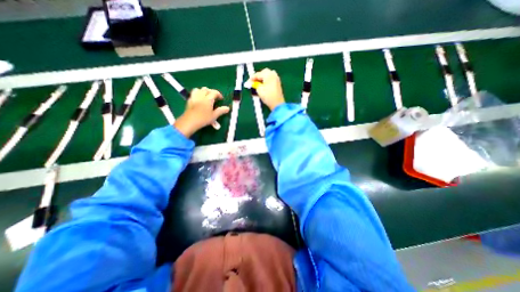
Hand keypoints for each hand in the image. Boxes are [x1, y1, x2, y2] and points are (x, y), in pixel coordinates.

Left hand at [173, 86, 227, 137]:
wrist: (190, 121)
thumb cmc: (203, 119)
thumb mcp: (214, 116)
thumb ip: (221, 111)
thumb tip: (228, 108)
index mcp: (208, 99)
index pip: (214, 92)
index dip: (219, 94)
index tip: (221, 99)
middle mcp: (201, 96)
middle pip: (206, 89)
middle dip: (211, 92)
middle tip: (214, 98)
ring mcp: (194, 97)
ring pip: (199, 89)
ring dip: (203, 91)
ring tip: (206, 96)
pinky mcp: (189, 100)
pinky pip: (193, 93)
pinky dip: (197, 94)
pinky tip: (199, 99)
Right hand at [248, 69, 283, 109]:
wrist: (277, 104)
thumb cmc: (268, 96)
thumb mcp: (259, 89)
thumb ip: (254, 84)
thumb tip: (251, 82)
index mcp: (269, 74)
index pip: (258, 74)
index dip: (252, 78)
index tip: (248, 81)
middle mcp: (274, 75)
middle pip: (264, 73)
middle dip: (258, 77)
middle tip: (253, 82)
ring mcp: (277, 79)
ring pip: (268, 76)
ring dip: (262, 79)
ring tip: (257, 84)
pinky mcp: (278, 84)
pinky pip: (270, 80)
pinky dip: (266, 81)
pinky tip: (263, 86)